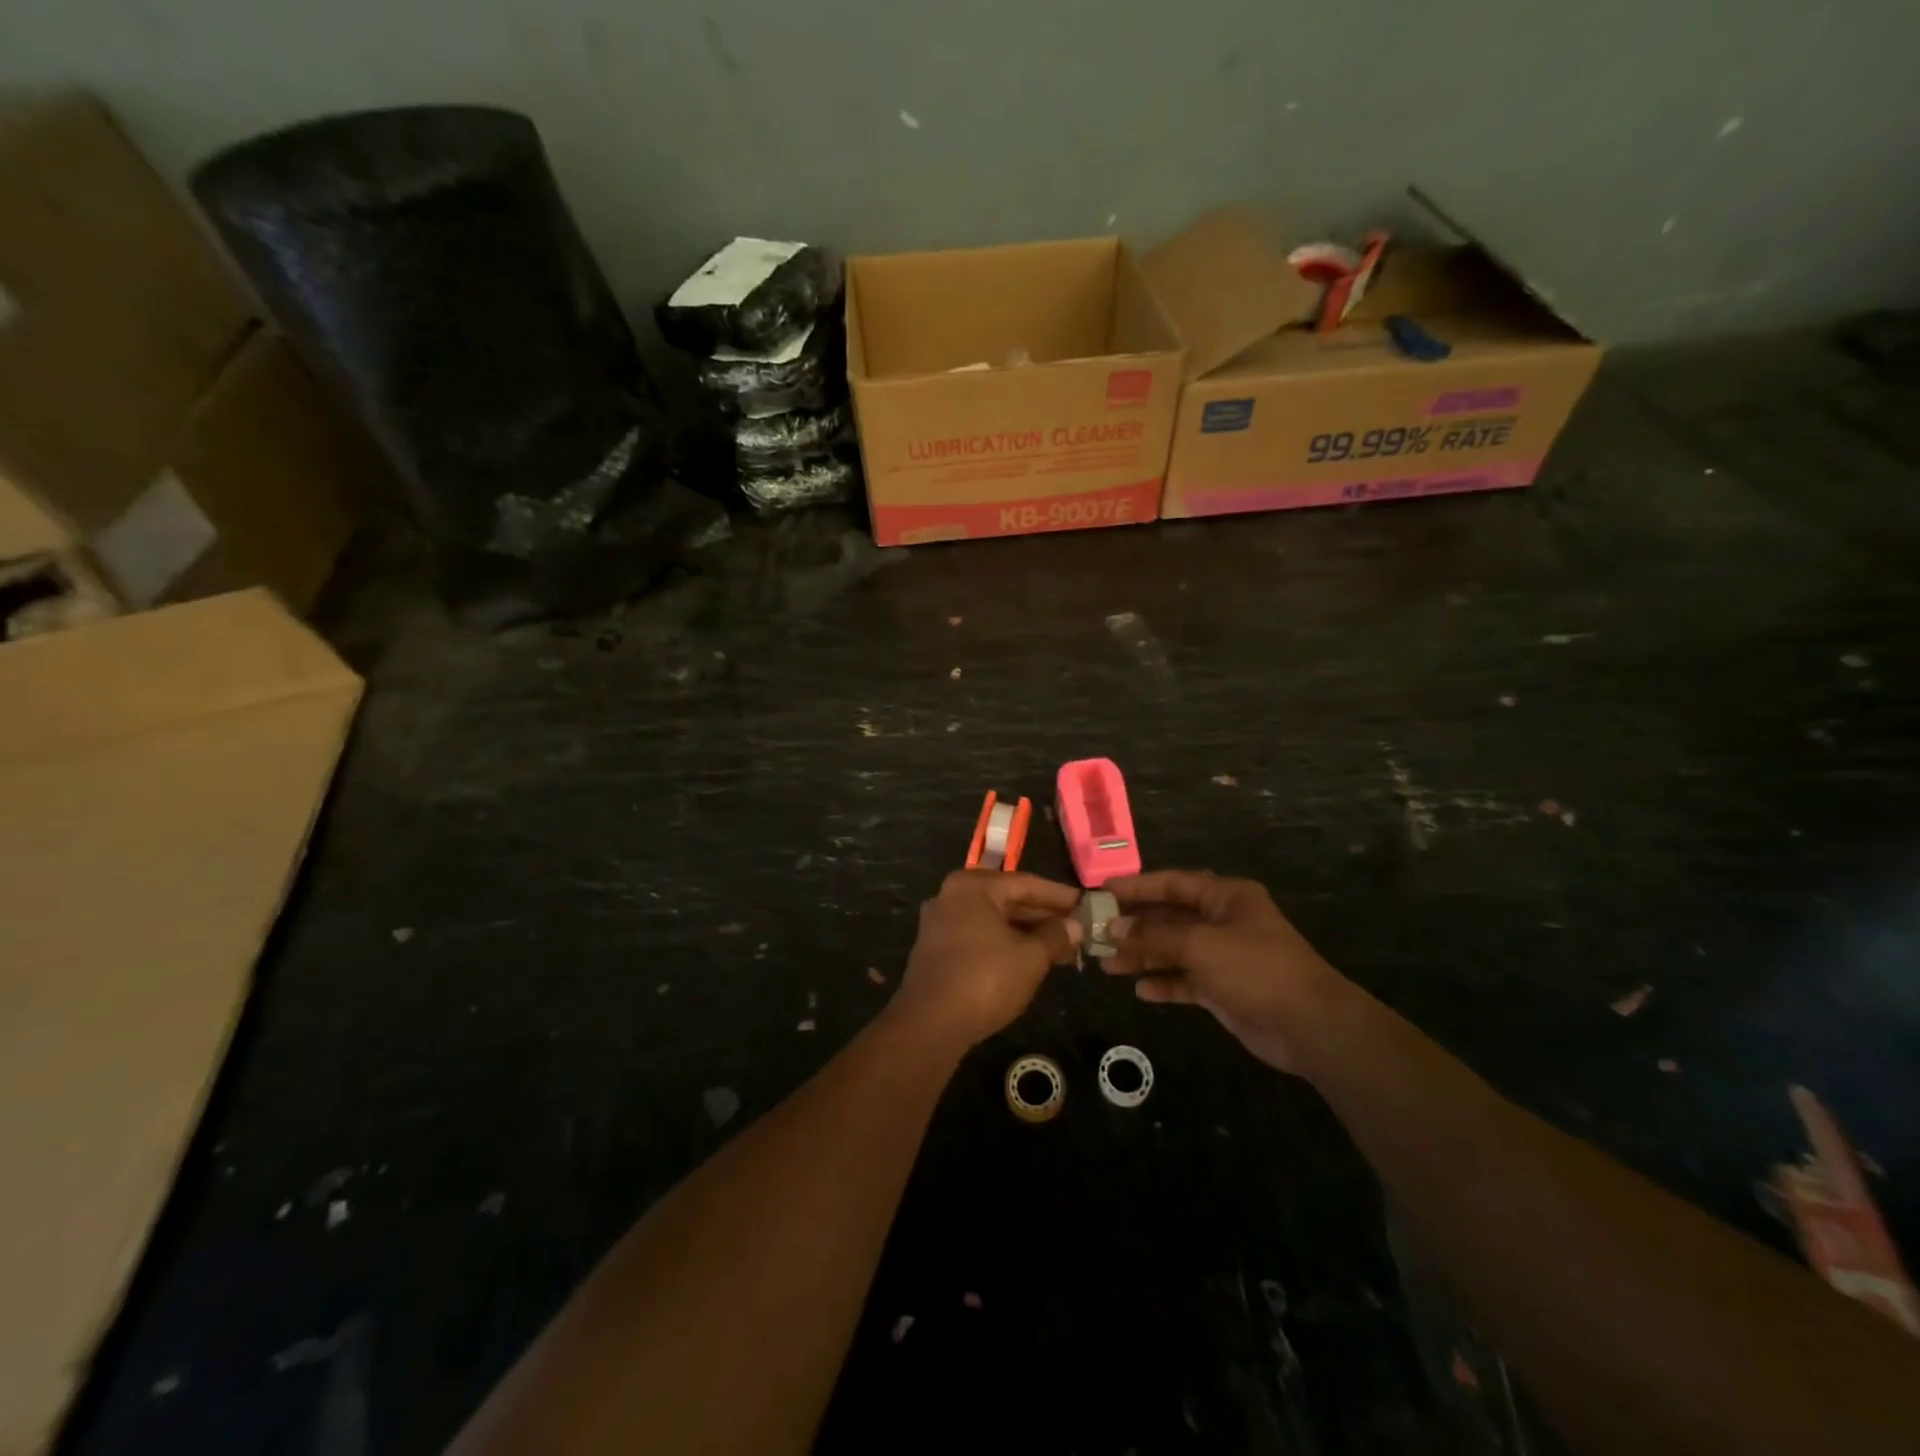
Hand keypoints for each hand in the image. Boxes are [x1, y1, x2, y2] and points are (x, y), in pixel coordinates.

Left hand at [891, 871, 1082, 1050]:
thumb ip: (1055, 936)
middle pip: (1007, 899)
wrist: (930, 1024)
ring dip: (1026, 933)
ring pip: (993, 921)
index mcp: (972, 887)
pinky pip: (979, 937)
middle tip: (1077, 929)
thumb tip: (1075, 926)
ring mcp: (940, 923)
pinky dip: (1005, 944)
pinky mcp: (936, 950)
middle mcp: (952, 896)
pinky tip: (1029, 959)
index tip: (1085, 903)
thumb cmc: (985, 979)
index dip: (1059, 895)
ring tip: (1061, 948)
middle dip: (1044, 916)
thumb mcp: (1030, 957)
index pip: (1026, 883)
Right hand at [1102, 870, 1342, 1073]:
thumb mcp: (1199, 945)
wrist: (1308, 1025)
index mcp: (1225, 897)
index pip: (1173, 883)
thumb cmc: (1255, 968)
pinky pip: (1185, 980)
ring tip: (1107, 965)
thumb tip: (1113, 929)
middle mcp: (1223, 921)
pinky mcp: (1223, 989)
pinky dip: (1164, 983)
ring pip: (1173, 950)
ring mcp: (1223, 957)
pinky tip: (1140, 990)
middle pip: (1169, 917)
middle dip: (1134, 926)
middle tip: (1096, 934)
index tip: (1102, 891)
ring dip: (1142, 956)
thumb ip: (1153, 936)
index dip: (1137, 886)